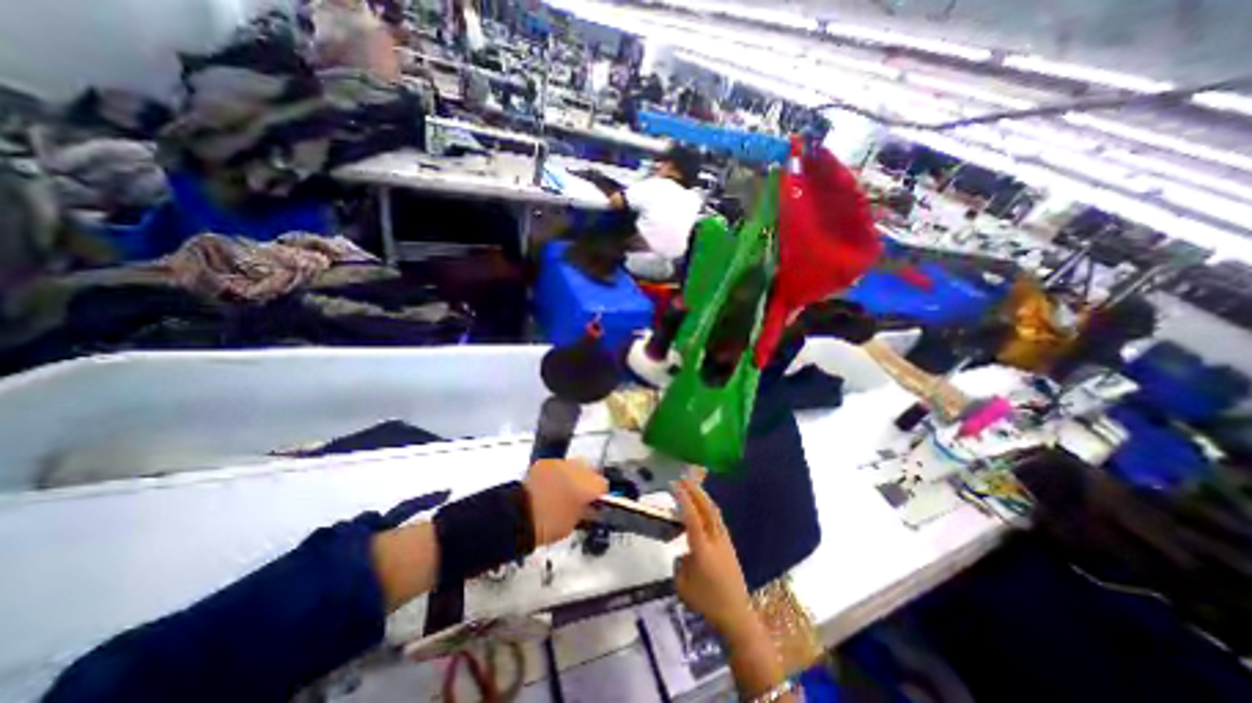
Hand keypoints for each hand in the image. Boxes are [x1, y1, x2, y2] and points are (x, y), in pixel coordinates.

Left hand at [524, 459, 612, 545]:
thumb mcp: (573, 524)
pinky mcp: (546, 462)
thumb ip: (586, 511)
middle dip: (588, 481)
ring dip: (573, 475)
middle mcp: (579, 468)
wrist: (518, 515)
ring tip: (563, 490)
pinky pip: (558, 465)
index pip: (604, 485)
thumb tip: (590, 507)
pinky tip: (550, 486)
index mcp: (589, 485)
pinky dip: (557, 473)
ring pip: (575, 465)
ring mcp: (561, 462)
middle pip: (591, 470)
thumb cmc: (550, 524)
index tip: (593, 504)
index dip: (600, 496)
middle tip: (580, 496)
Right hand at [675, 479, 751, 639]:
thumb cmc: (707, 603)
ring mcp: (725, 541)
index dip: (683, 498)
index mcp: (702, 548)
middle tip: (683, 479)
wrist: (737, 616)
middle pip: (707, 508)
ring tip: (693, 487)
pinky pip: (718, 519)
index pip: (692, 516)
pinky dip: (709, 508)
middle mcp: (715, 539)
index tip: (674, 484)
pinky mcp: (730, 545)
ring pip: (715, 512)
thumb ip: (679, 565)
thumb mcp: (682, 586)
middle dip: (695, 491)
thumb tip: (682, 555)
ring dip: (703, 497)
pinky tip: (704, 508)